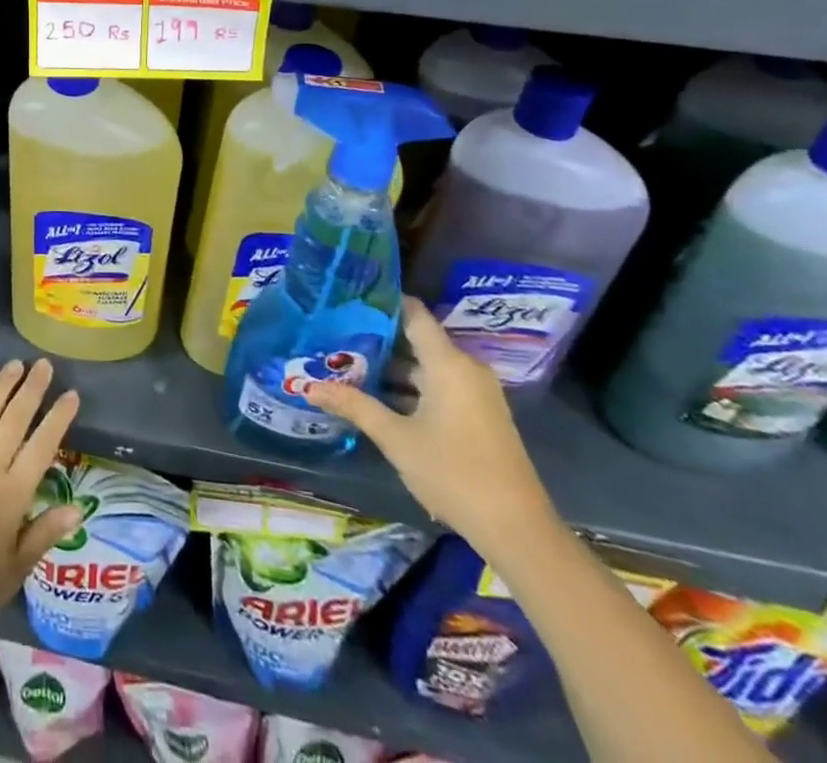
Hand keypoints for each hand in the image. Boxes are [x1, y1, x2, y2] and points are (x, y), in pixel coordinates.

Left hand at [0, 358, 82, 636]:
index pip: (42, 446)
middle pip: (15, 420)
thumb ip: (45, 533)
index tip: (71, 393)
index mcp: (13, 493)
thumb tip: (79, 508)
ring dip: (0, 387)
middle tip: (44, 364)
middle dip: (32, 389)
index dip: (58, 418)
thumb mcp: (15, 569)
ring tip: (14, 364)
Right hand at [307, 297, 557, 560]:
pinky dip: (411, 387)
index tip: (349, 297)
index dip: (383, 302)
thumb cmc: (453, 472)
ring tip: (349, 366)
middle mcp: (466, 369)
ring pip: (427, 367)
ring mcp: (476, 393)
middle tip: (336, 335)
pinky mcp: (479, 415)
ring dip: (392, 369)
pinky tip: (379, 398)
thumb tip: (309, 387)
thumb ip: (354, 406)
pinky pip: (440, 386)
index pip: (414, 314)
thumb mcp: (395, 438)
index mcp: (448, 363)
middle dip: (377, 339)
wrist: (517, 530)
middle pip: (417, 341)